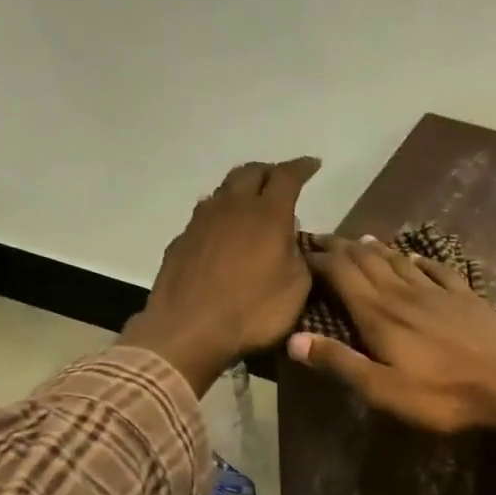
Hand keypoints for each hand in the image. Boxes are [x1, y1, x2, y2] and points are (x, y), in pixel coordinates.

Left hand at [121, 157, 321, 393]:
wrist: (189, 330)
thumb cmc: (252, 311)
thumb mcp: (296, 290)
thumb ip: (299, 258)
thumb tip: (292, 243)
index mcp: (267, 214)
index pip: (287, 176)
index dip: (302, 167)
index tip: (313, 165)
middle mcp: (233, 206)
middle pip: (251, 172)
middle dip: (270, 171)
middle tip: (282, 180)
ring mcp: (202, 221)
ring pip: (225, 189)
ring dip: (242, 189)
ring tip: (253, 202)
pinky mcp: (182, 240)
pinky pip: (206, 215)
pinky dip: (221, 215)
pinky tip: (225, 231)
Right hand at [286, 235, 495, 432]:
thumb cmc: (443, 394)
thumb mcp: (383, 390)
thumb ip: (340, 363)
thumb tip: (294, 339)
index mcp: (379, 314)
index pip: (342, 274)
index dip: (320, 259)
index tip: (301, 251)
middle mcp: (404, 293)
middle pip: (367, 260)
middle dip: (342, 248)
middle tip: (323, 239)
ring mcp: (438, 291)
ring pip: (400, 260)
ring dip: (376, 249)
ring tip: (360, 241)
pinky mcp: (466, 296)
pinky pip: (437, 269)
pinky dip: (420, 260)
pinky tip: (416, 257)